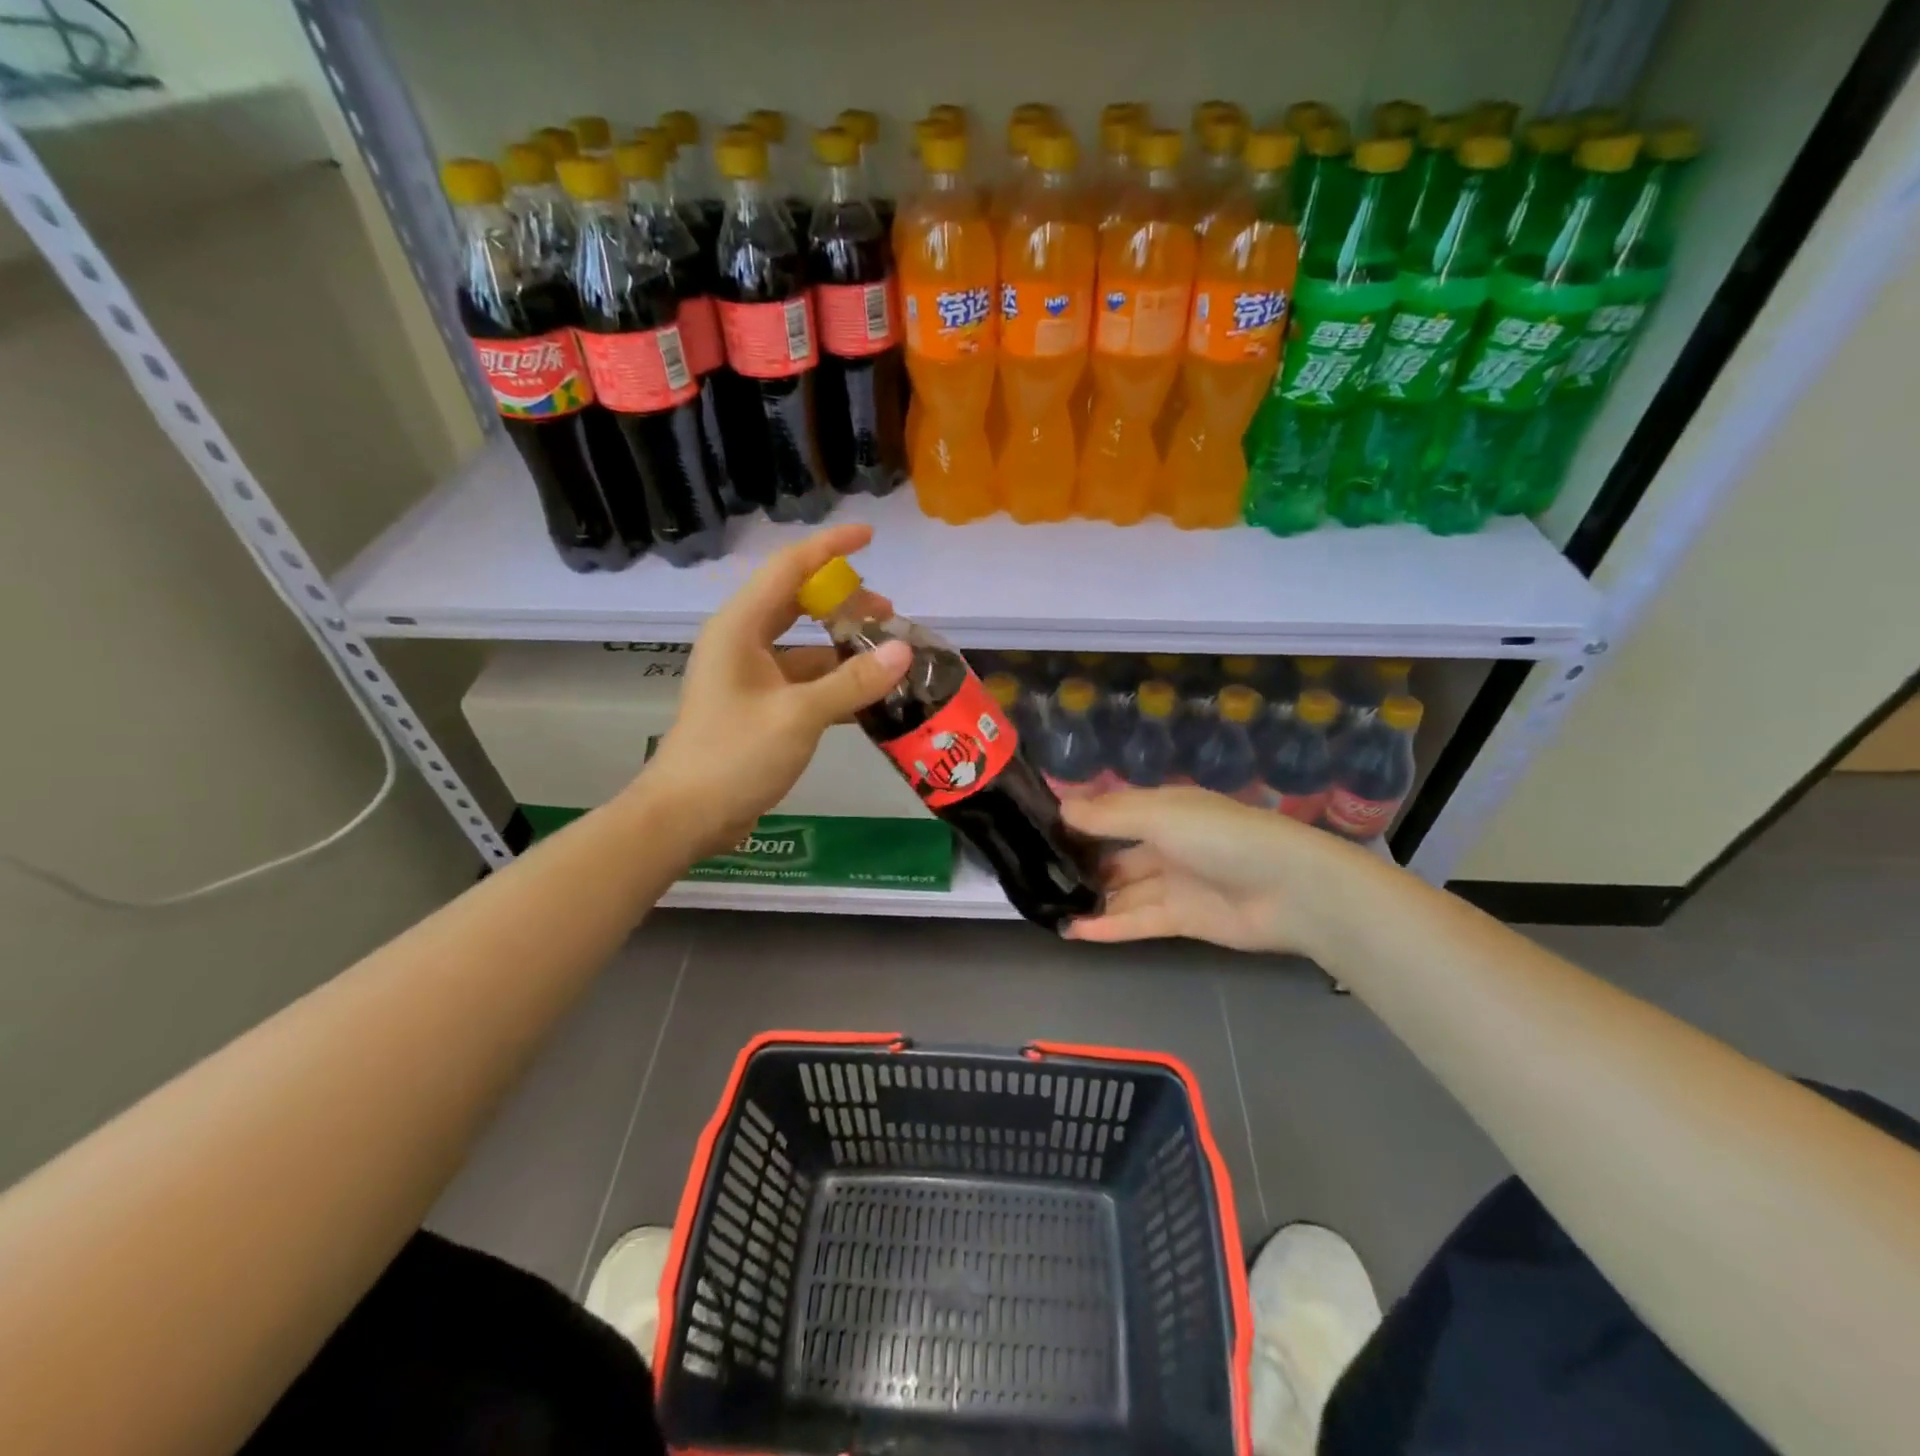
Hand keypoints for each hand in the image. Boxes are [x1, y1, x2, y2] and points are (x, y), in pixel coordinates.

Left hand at [638, 524, 911, 857]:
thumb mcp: (798, 716)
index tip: (870, 536)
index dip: (830, 548)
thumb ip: (852, 682)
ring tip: (888, 656)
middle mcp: (742, 642)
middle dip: (843, 601)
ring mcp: (750, 676)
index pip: (788, 568)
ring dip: (843, 646)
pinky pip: (804, 680)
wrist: (686, 815)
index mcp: (740, 628)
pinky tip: (869, 696)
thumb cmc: (733, 756)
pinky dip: (835, 682)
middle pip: (797, 602)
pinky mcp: (759, 706)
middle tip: (890, 613)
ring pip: (804, 645)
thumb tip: (903, 652)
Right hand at [1059, 787, 1382, 956]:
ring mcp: (1175, 882)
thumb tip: (1060, 808)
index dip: (1077, 820)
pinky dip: (1107, 926)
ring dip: (1090, 897)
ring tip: (1046, 905)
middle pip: (1114, 852)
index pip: (1111, 812)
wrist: (1291, 889)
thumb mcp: (1159, 815)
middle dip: (1080, 861)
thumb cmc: (1220, 837)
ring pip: (1123, 889)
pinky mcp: (1183, 919)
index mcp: (1163, 809)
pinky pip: (1137, 920)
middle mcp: (1166, 842)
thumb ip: (1108, 816)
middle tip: (1034, 873)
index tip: (1034, 829)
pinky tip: (1073, 930)